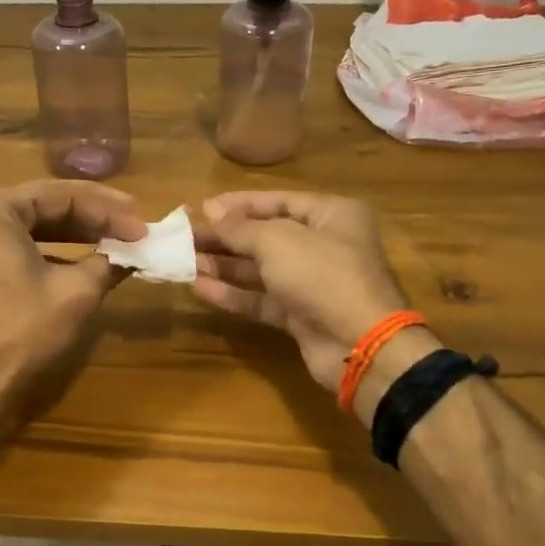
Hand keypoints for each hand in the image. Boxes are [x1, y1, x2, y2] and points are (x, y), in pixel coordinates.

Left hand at [0, 180, 146, 415]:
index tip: (142, 226)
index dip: (108, 211)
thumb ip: (108, 261)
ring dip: (73, 233)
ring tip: (113, 239)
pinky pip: (14, 246)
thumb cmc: (23, 330)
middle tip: (132, 225)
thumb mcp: (76, 291)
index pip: (62, 196)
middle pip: (43, 206)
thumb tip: (133, 253)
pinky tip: (81, 260)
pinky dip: (49, 250)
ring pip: (29, 226)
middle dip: (92, 217)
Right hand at [194, 191, 411, 391]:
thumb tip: (212, 209)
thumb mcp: (277, 241)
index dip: (240, 204)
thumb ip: (240, 227)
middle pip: (267, 236)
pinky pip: (262, 299)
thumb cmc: (322, 274)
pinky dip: (233, 293)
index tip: (202, 207)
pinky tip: (200, 287)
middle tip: (186, 237)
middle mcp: (325, 245)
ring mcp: (313, 283)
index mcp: (332, 215)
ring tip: (185, 261)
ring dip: (224, 265)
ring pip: (261, 269)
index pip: (279, 201)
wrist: (359, 344)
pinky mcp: (301, 315)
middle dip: (226, 237)